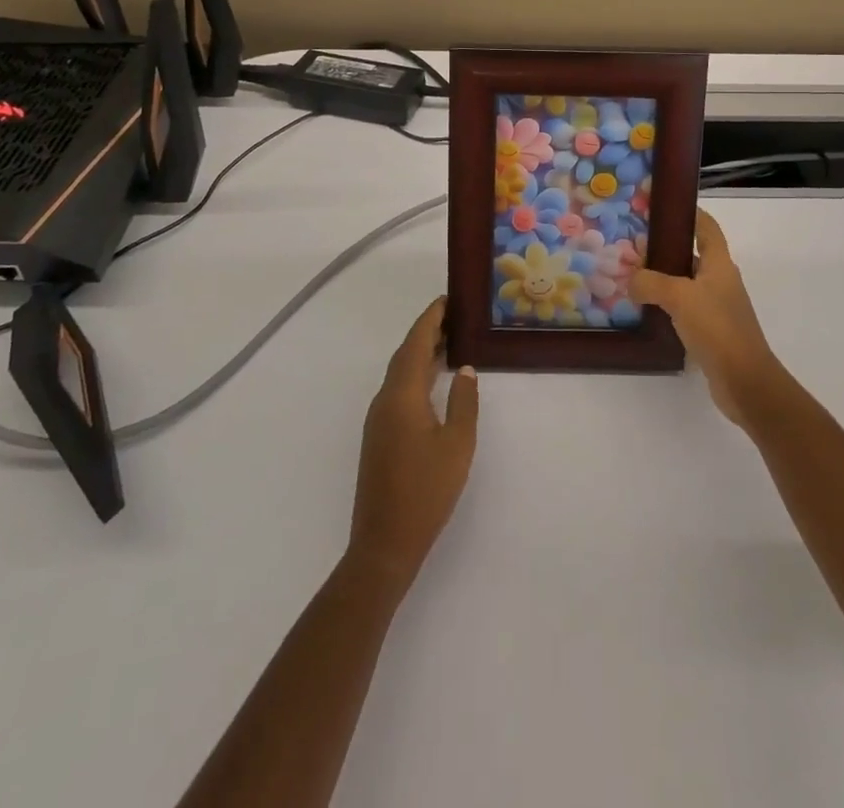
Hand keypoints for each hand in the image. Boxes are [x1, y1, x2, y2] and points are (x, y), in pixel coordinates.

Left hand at [347, 298, 478, 591]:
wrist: (384, 544)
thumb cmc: (425, 492)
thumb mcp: (457, 445)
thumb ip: (463, 402)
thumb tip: (465, 370)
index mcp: (402, 395)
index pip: (416, 344)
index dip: (430, 319)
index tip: (447, 298)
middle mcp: (385, 400)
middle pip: (405, 354)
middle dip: (427, 331)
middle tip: (454, 315)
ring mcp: (379, 419)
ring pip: (400, 373)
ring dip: (421, 353)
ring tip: (449, 340)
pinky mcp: (379, 436)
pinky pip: (398, 390)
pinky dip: (416, 374)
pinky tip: (433, 381)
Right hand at [629, 209, 787, 430]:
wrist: (745, 380)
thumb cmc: (717, 327)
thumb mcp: (679, 297)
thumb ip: (650, 282)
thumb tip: (631, 281)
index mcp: (720, 263)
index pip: (707, 227)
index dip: (689, 213)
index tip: (662, 206)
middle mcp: (720, 280)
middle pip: (692, 254)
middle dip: (665, 247)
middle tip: (633, 244)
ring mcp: (717, 306)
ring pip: (686, 282)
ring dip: (663, 277)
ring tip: (632, 276)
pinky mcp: (711, 330)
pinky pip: (684, 308)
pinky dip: (666, 304)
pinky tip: (645, 309)